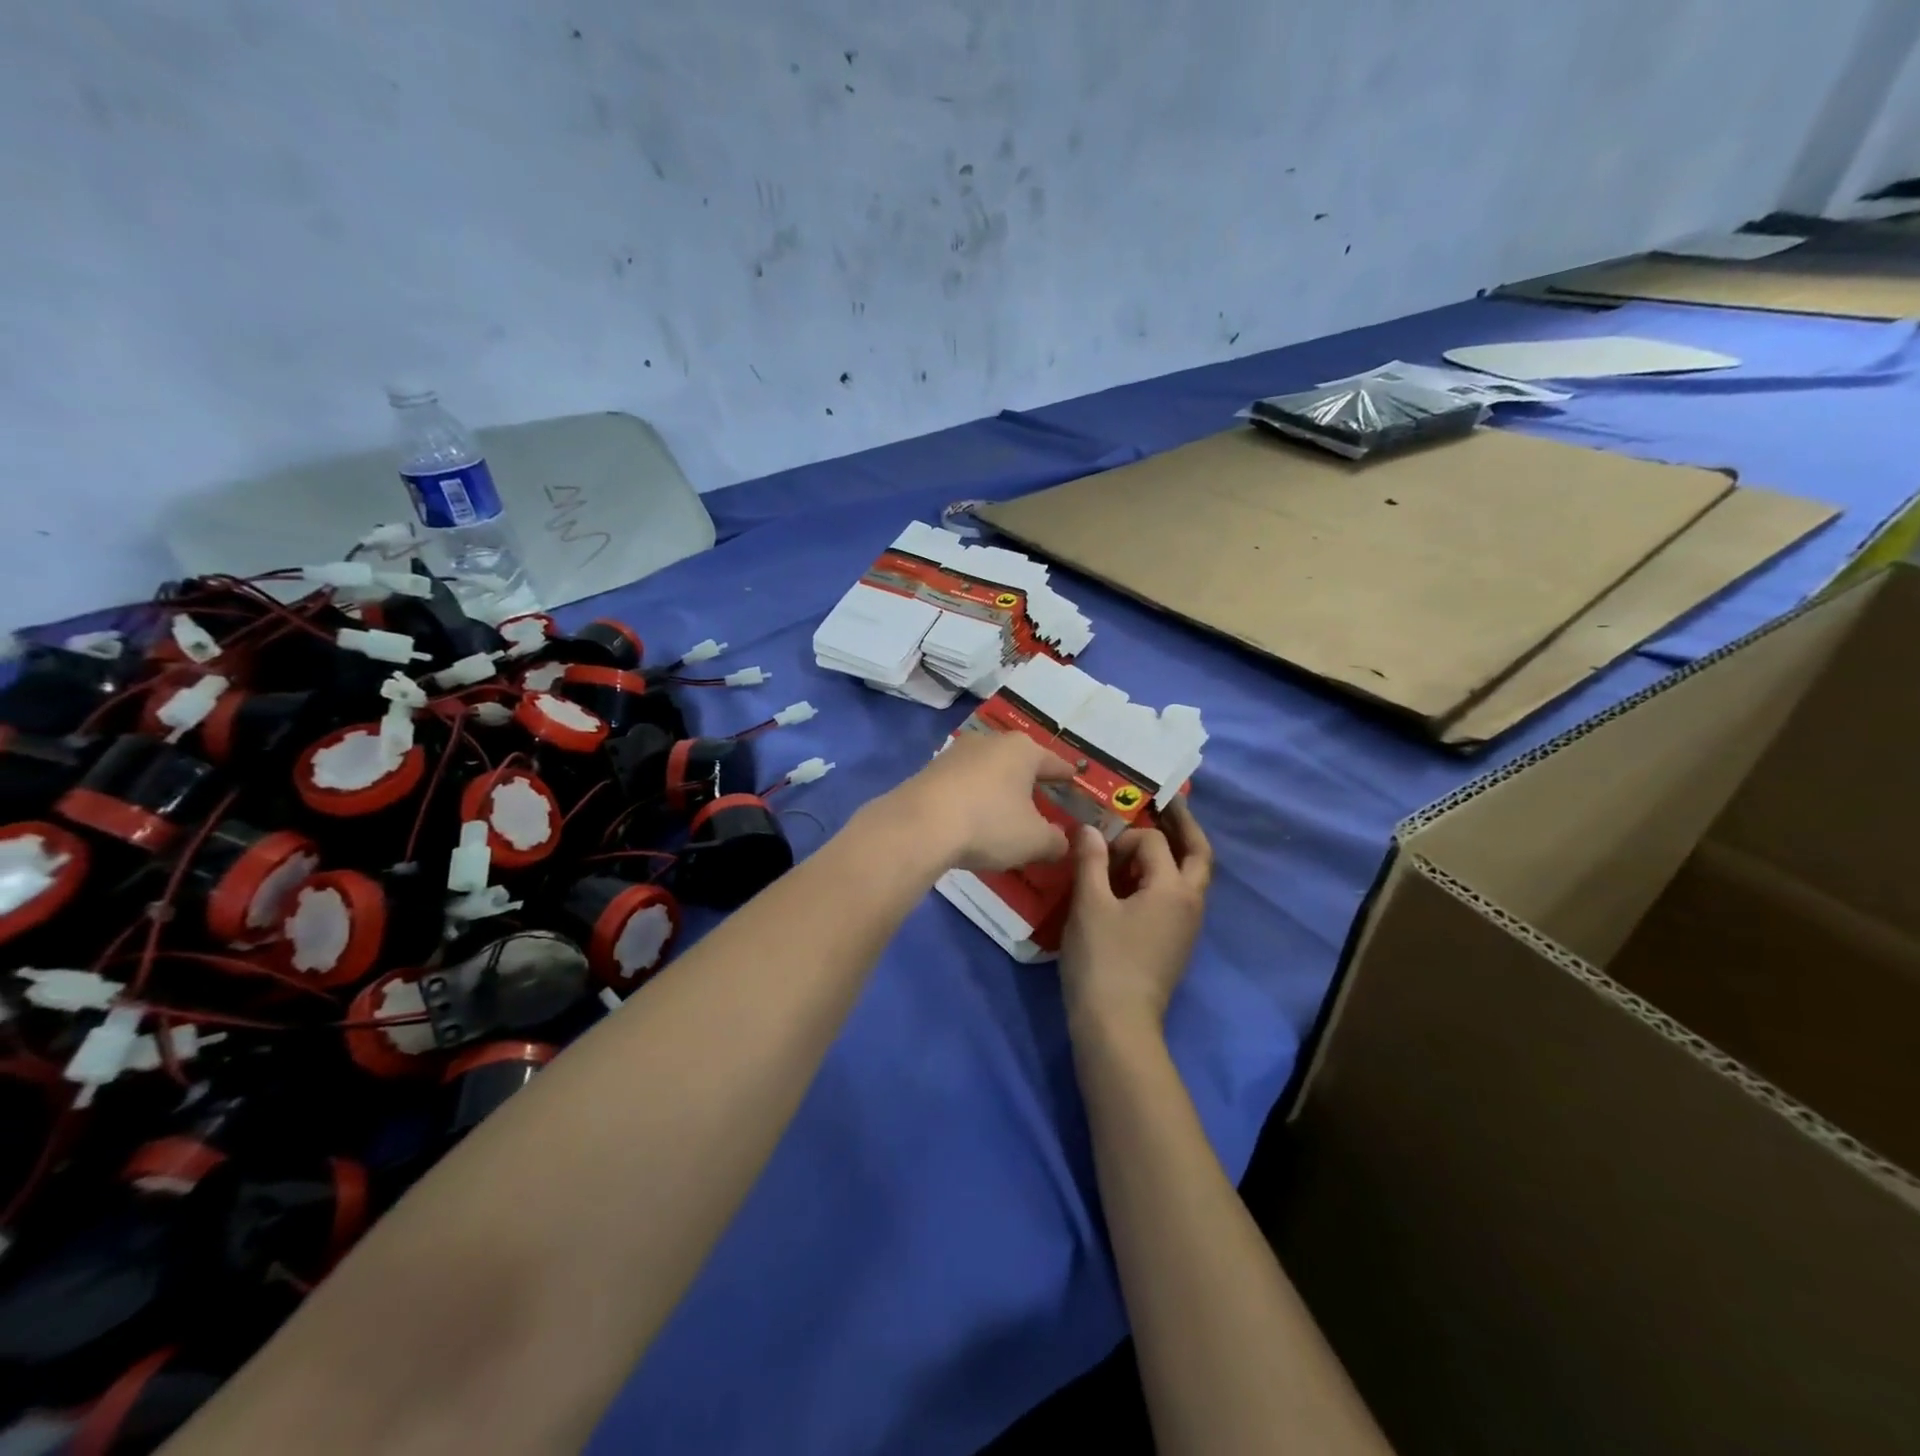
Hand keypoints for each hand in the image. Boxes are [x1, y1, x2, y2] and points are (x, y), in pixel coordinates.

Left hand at [878, 731, 1074, 872]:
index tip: (1075, 779)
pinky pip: (963, 783)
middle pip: (1019, 761)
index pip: (1054, 762)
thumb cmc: (989, 824)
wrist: (919, 826)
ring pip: (988, 769)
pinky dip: (973, 796)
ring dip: (998, 787)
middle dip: (1029, 779)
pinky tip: (973, 815)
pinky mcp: (930, 770)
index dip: (1066, 775)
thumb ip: (1055, 841)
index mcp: (1023, 750)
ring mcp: (956, 753)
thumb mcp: (1034, 841)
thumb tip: (1062, 842)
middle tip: (1041, 797)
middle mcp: (990, 741)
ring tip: (1005, 808)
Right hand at [1059, 799, 1211, 1036]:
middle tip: (1168, 800)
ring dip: (1175, 850)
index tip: (1095, 850)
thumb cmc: (1103, 959)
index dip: (1123, 837)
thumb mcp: (1090, 904)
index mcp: (1174, 888)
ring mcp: (1187, 925)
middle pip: (1198, 853)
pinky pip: (1177, 896)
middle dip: (1183, 825)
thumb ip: (1090, 860)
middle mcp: (1190, 902)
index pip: (1154, 841)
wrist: (1117, 1023)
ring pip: (1191, 876)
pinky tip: (1136, 879)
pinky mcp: (1176, 942)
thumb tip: (1088, 828)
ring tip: (1152, 833)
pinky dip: (1164, 876)